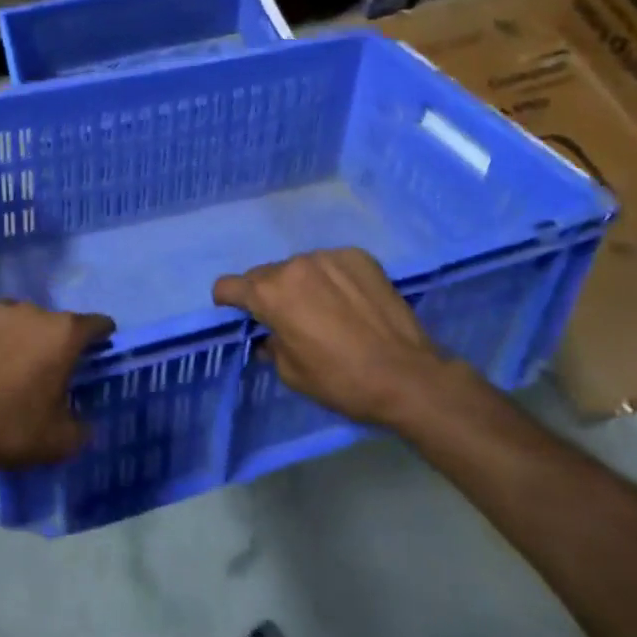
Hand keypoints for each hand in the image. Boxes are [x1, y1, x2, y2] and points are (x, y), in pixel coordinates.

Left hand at [0, 300, 112, 482]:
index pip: (96, 324)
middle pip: (55, 322)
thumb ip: (83, 425)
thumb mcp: (62, 440)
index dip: (101, 335)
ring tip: (11, 363)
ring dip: (23, 335)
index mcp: (64, 334)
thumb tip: (84, 420)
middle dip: (55, 342)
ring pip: (20, 319)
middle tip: (46, 369)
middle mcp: (34, 311)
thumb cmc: (13, 430)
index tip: (99, 347)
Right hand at [214, 247, 455, 431]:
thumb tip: (269, 337)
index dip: (228, 300)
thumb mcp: (292, 374)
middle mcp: (294, 265)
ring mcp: (328, 257)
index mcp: (270, 293)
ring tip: (325, 310)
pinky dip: (332, 279)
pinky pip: (332, 264)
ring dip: (302, 284)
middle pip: (266, 274)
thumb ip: (271, 346)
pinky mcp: (358, 257)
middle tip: (289, 319)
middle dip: (269, 293)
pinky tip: (350, 302)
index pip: (229, 285)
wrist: (409, 376)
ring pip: (300, 266)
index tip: (237, 312)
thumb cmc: (342, 380)